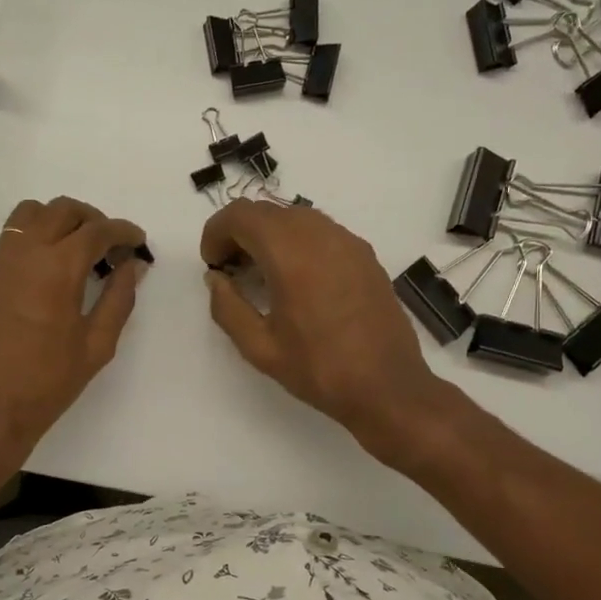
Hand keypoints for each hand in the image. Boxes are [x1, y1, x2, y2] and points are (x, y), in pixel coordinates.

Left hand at [0, 197, 148, 455]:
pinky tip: (50, 269)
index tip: (137, 242)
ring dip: (60, 220)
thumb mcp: (96, 345)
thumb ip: (118, 298)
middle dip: (93, 219)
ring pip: (31, 214)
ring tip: (77, 250)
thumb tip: (132, 265)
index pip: (97, 230)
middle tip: (110, 245)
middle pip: (63, 210)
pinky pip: (12, 237)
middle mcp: (25, 251)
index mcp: (58, 267)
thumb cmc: (47, 382)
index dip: (122, 231)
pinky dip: (36, 236)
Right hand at [201, 200, 458, 459]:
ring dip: (270, 236)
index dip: (216, 232)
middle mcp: (321, 236)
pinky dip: (298, 243)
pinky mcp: (366, 256)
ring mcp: (348, 242)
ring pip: (296, 217)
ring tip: (263, 276)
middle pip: (268, 211)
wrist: (388, 387)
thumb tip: (217, 279)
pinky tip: (297, 282)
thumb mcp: (260, 348)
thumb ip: (228, 307)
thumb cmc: (319, 370)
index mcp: (291, 254)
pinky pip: (322, 232)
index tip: (212, 264)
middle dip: (241, 233)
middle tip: (231, 271)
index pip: (241, 215)